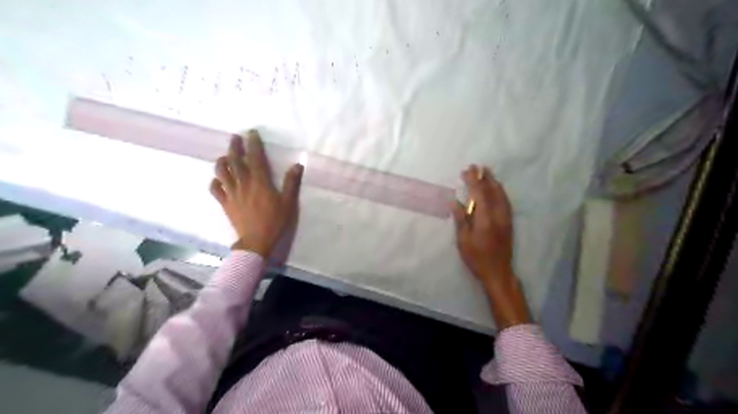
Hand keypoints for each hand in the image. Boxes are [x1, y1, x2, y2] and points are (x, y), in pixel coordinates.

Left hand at [212, 131, 303, 257]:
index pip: (255, 158)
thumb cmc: (275, 221)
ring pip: (222, 172)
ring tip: (224, 156)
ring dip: (222, 161)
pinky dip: (215, 181)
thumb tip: (297, 165)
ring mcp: (232, 193)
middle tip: (235, 137)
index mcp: (260, 182)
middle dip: (234, 147)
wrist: (257, 241)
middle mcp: (243, 184)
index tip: (252, 133)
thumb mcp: (288, 202)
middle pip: (235, 161)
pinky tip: (218, 179)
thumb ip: (291, 183)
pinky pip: (216, 189)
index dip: (253, 144)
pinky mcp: (225, 203)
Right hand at [450, 165, 530, 329]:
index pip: (480, 194)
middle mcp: (498, 215)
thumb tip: (455, 202)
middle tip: (477, 167)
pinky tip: (496, 189)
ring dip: (494, 182)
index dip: (473, 180)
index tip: (467, 170)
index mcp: (485, 219)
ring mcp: (505, 218)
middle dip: (484, 177)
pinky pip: (505, 201)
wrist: (498, 272)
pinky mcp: (509, 222)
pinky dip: (500, 191)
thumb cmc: (477, 258)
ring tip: (487, 173)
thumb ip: (461, 219)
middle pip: (492, 191)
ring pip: (501, 195)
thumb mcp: (463, 241)